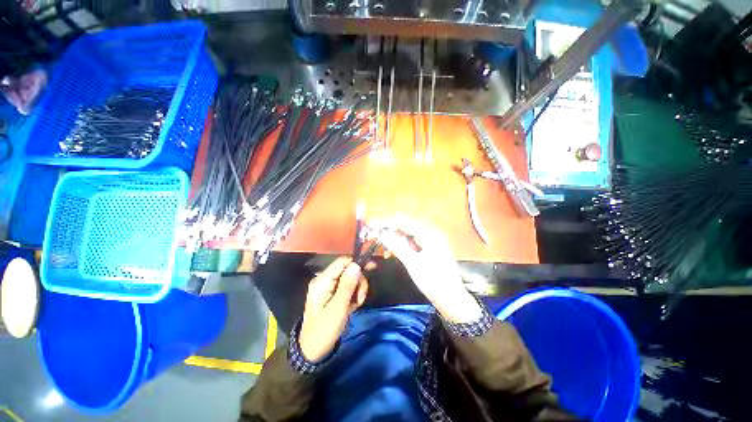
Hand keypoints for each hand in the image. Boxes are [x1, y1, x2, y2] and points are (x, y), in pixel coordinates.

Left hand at [298, 257, 368, 361]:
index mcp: (323, 280)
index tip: (373, 268)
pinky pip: (348, 287)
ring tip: (356, 305)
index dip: (357, 263)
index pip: (342, 262)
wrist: (313, 351)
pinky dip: (353, 295)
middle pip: (348, 269)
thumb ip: (347, 286)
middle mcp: (325, 280)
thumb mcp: (337, 309)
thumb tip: (356, 265)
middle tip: (360, 298)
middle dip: (358, 281)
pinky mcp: (332, 293)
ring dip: (357, 289)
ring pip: (350, 278)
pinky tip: (352, 306)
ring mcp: (328, 287)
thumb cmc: (324, 330)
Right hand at [374, 217, 481, 323]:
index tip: (373, 226)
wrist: (452, 300)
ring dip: (396, 241)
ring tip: (386, 252)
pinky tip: (395, 253)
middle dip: (391, 232)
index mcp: (430, 234)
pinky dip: (403, 247)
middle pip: (406, 227)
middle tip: (377, 240)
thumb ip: (397, 246)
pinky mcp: (430, 250)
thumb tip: (383, 234)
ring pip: (408, 236)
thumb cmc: (433, 281)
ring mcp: (431, 242)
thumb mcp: (413, 264)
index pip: (405, 222)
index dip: (388, 223)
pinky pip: (413, 244)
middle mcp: (431, 234)